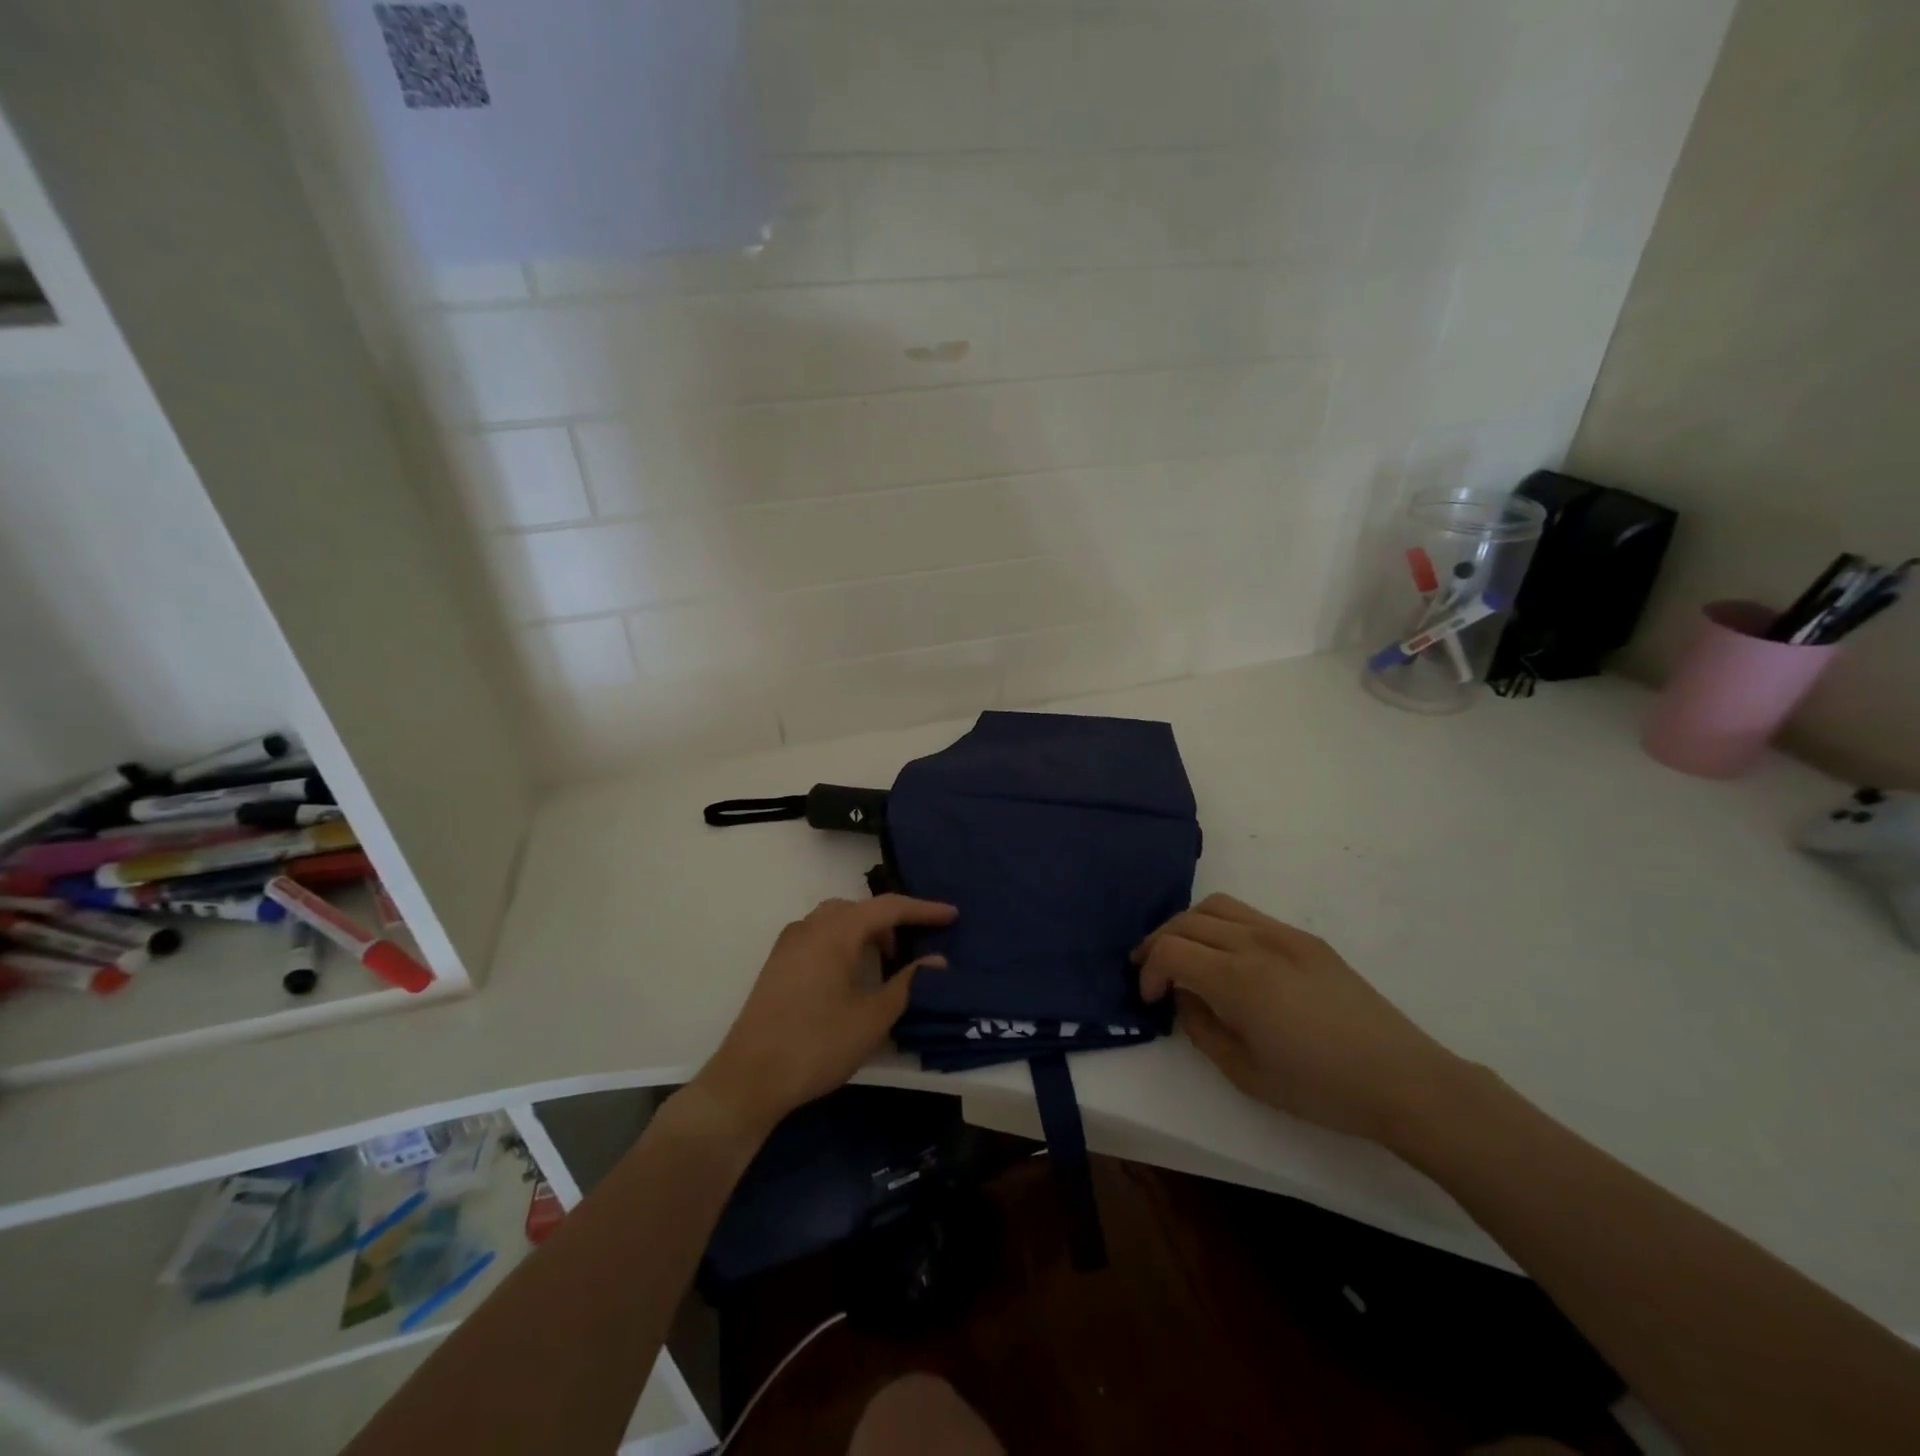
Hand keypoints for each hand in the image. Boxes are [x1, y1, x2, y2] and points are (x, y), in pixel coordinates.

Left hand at [696, 894, 957, 1138]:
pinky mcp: (777, 964)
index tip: (952, 915)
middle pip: (860, 908)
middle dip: (892, 921)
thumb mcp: (873, 1018)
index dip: (922, 909)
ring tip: (887, 960)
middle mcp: (810, 927)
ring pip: (836, 920)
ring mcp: (788, 944)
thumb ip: (908, 983)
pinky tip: (852, 974)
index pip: (888, 907)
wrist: (749, 1079)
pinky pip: (819, 936)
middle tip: (917, 944)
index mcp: (835, 931)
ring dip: (866, 932)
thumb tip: (936, 960)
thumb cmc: (817, 1044)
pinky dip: (844, 942)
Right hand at [1134, 893, 1467, 1146]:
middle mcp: (1256, 943)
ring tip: (1183, 955)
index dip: (1149, 971)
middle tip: (1152, 973)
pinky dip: (1220, 925)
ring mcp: (1284, 934)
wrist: (1403, 1081)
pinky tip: (1225, 957)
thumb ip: (1201, 1028)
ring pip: (1216, 906)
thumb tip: (1184, 997)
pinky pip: (1248, 915)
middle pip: (1186, 920)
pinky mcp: (1305, 938)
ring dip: (1187, 925)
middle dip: (1159, 942)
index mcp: (1239, 979)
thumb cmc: (1321, 1089)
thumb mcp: (1246, 1074)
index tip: (1150, 998)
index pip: (1171, 950)